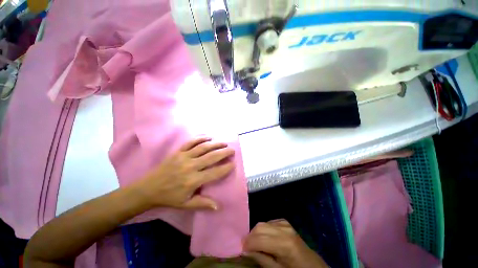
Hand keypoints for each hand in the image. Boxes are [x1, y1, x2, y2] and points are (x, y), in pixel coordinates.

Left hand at [134, 136, 234, 209]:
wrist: (148, 189)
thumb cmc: (169, 197)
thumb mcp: (186, 204)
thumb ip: (202, 204)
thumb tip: (218, 207)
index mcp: (193, 180)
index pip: (214, 172)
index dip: (226, 168)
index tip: (233, 164)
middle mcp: (190, 166)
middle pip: (211, 157)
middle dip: (224, 152)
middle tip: (232, 150)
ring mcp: (184, 157)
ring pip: (203, 147)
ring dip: (215, 144)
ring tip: (224, 143)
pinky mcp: (178, 152)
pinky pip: (191, 142)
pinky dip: (200, 138)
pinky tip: (208, 137)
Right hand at [243, 220, 327, 267]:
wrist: (312, 265)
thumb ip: (261, 259)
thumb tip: (246, 250)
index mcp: (284, 244)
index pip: (259, 239)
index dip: (247, 244)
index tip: (241, 249)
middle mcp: (284, 229)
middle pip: (259, 227)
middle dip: (250, 236)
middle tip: (245, 247)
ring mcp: (285, 224)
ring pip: (263, 223)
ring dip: (256, 232)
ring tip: (254, 243)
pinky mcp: (285, 222)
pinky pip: (269, 222)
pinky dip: (263, 229)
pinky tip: (265, 238)